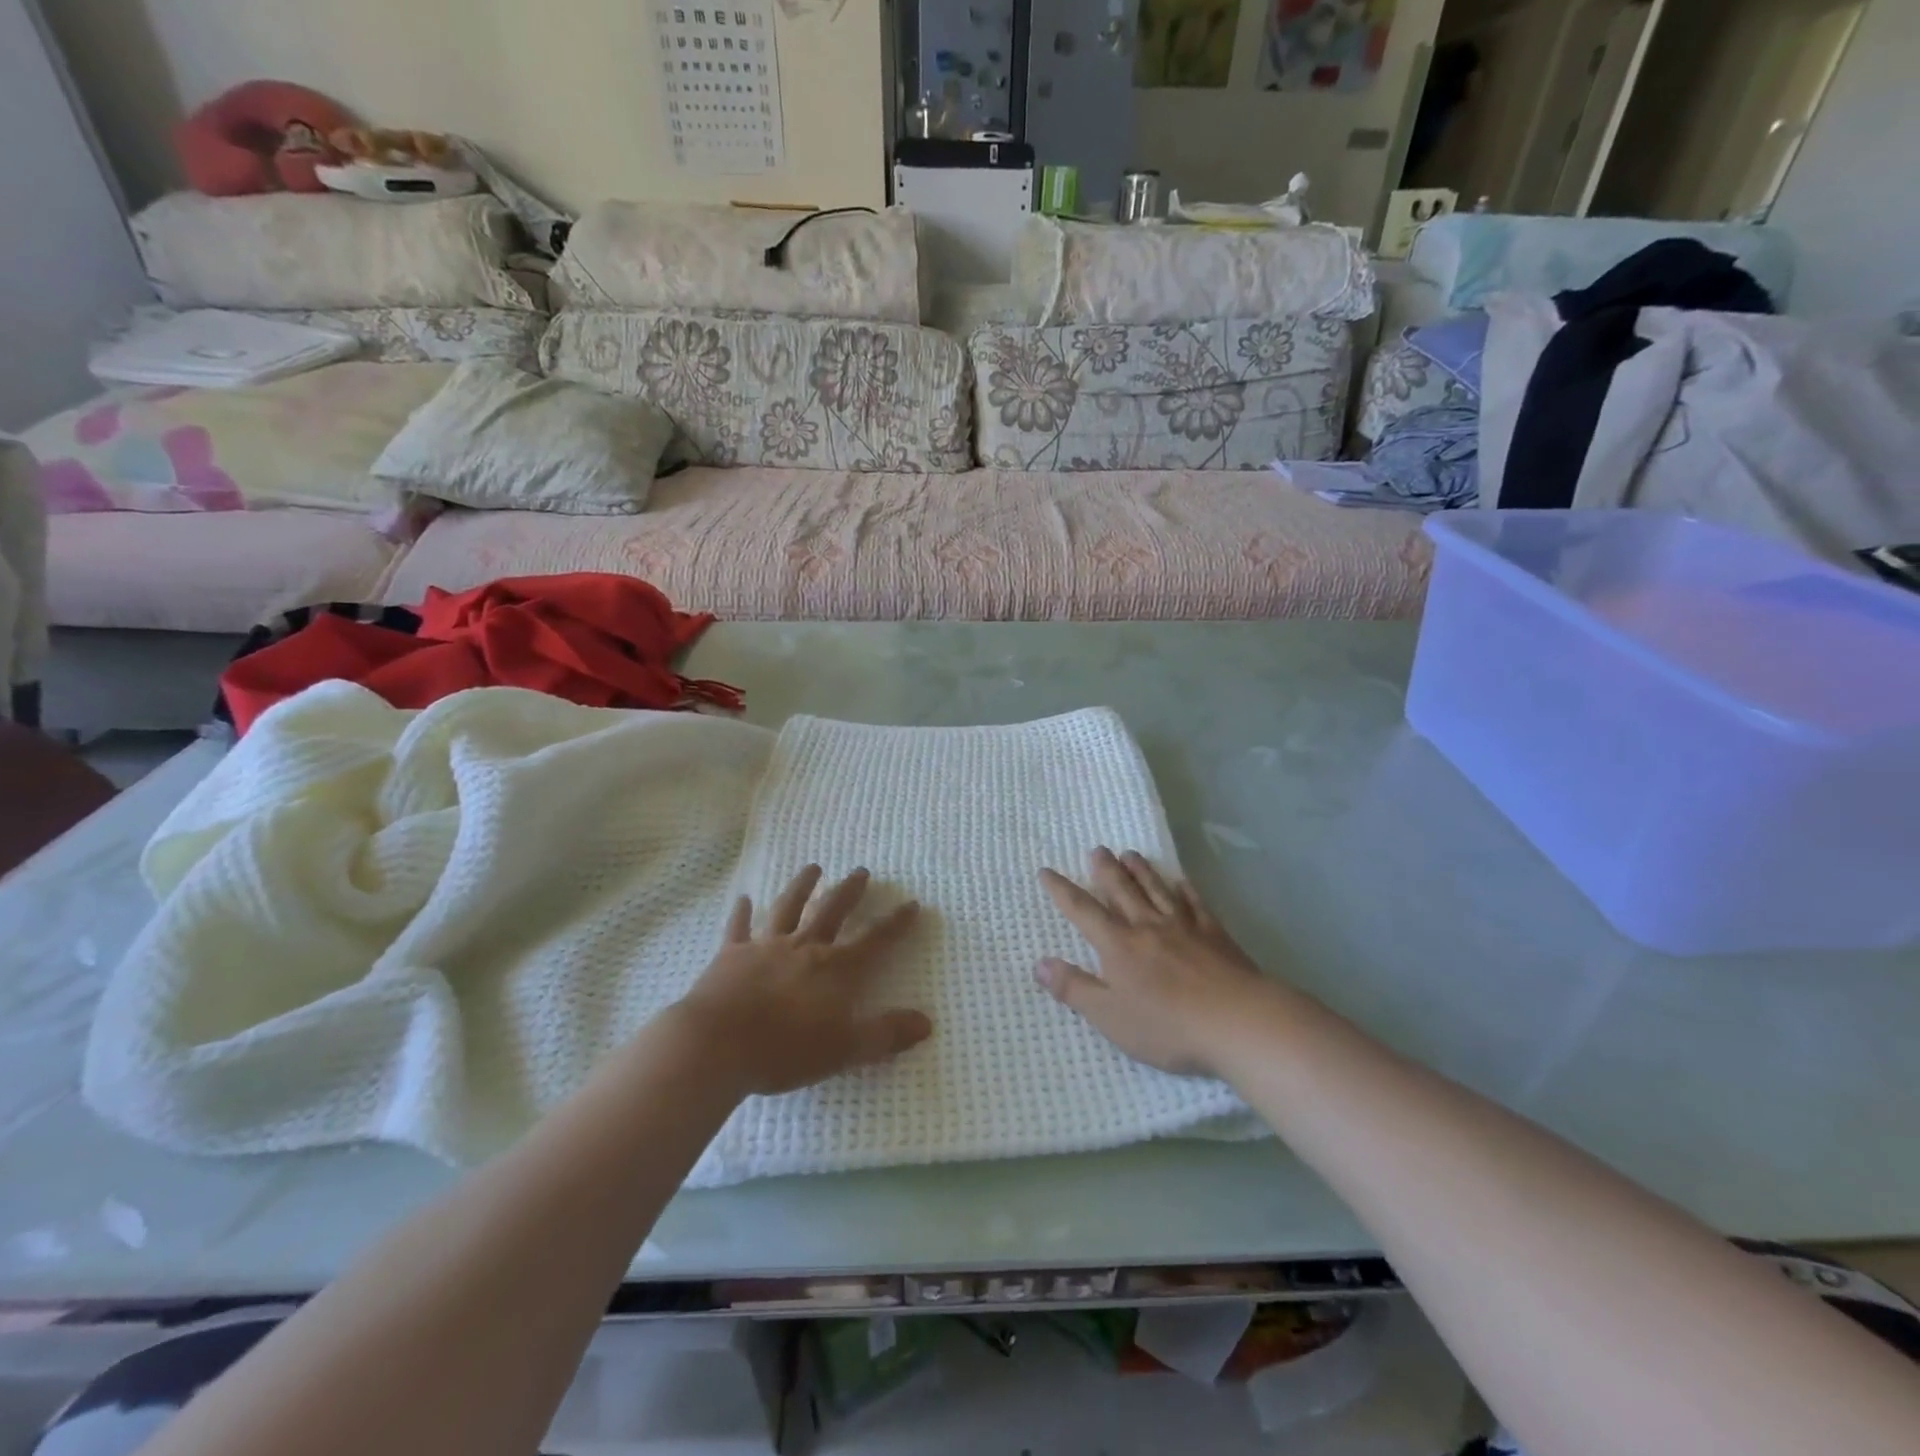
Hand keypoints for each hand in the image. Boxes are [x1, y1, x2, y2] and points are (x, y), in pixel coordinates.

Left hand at [675, 866, 931, 1096]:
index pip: (875, 940)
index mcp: (835, 969)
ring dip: (802, 886)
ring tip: (814, 868)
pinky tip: (744, 898)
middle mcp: (804, 948)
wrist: (717, 1045)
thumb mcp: (845, 1050)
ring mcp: (765, 947)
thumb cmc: (785, 1050)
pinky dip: (742, 912)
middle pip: (832, 911)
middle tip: (861, 871)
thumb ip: (886, 1035)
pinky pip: (739, 927)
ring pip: (788, 908)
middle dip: (850, 891)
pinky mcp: (731, 955)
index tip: (911, 904)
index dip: (896, 924)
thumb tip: (926, 1023)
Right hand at [1036, 848, 1266, 1077]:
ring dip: (1141, 871)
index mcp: (1119, 946)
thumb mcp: (1110, 1016)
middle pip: (1122, 891)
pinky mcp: (1215, 935)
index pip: (1082, 911)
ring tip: (1130, 854)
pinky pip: (1196, 904)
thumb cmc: (1168, 1026)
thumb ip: (1074, 989)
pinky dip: (1186, 890)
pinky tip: (1182, 881)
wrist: (1238, 1021)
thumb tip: (1040, 964)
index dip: (1062, 891)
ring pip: (1157, 890)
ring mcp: (1184, 927)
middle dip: (1106, 870)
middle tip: (1097, 850)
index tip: (1047, 872)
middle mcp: (1147, 927)